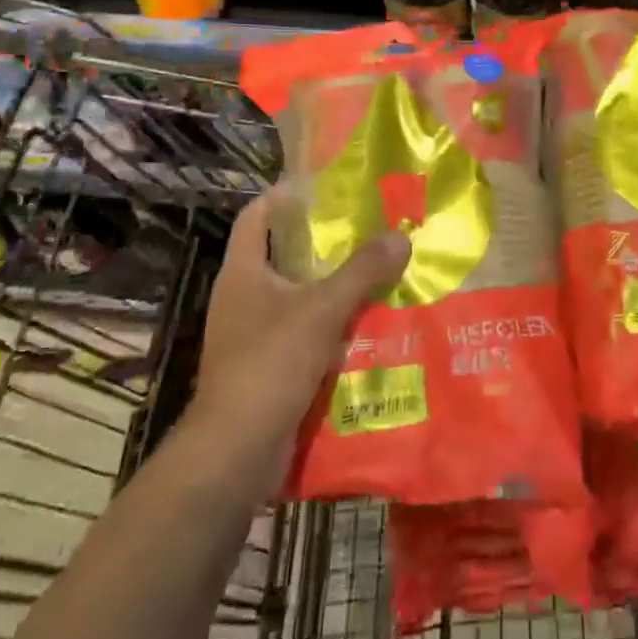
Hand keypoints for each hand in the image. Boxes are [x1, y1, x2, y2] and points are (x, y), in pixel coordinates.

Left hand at [192, 190, 410, 487]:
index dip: (284, 196)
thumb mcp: (322, 309)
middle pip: (283, 255)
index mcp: (243, 272)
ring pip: (298, 297)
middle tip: (367, 227)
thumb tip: (401, 234)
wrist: (236, 452)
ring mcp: (253, 335)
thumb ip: (362, 271)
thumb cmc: (270, 363)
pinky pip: (304, 334)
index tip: (323, 185)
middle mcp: (243, 297)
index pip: (256, 216)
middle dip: (323, 243)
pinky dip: (331, 327)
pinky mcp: (268, 368)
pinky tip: (368, 324)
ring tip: (378, 270)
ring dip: (333, 287)